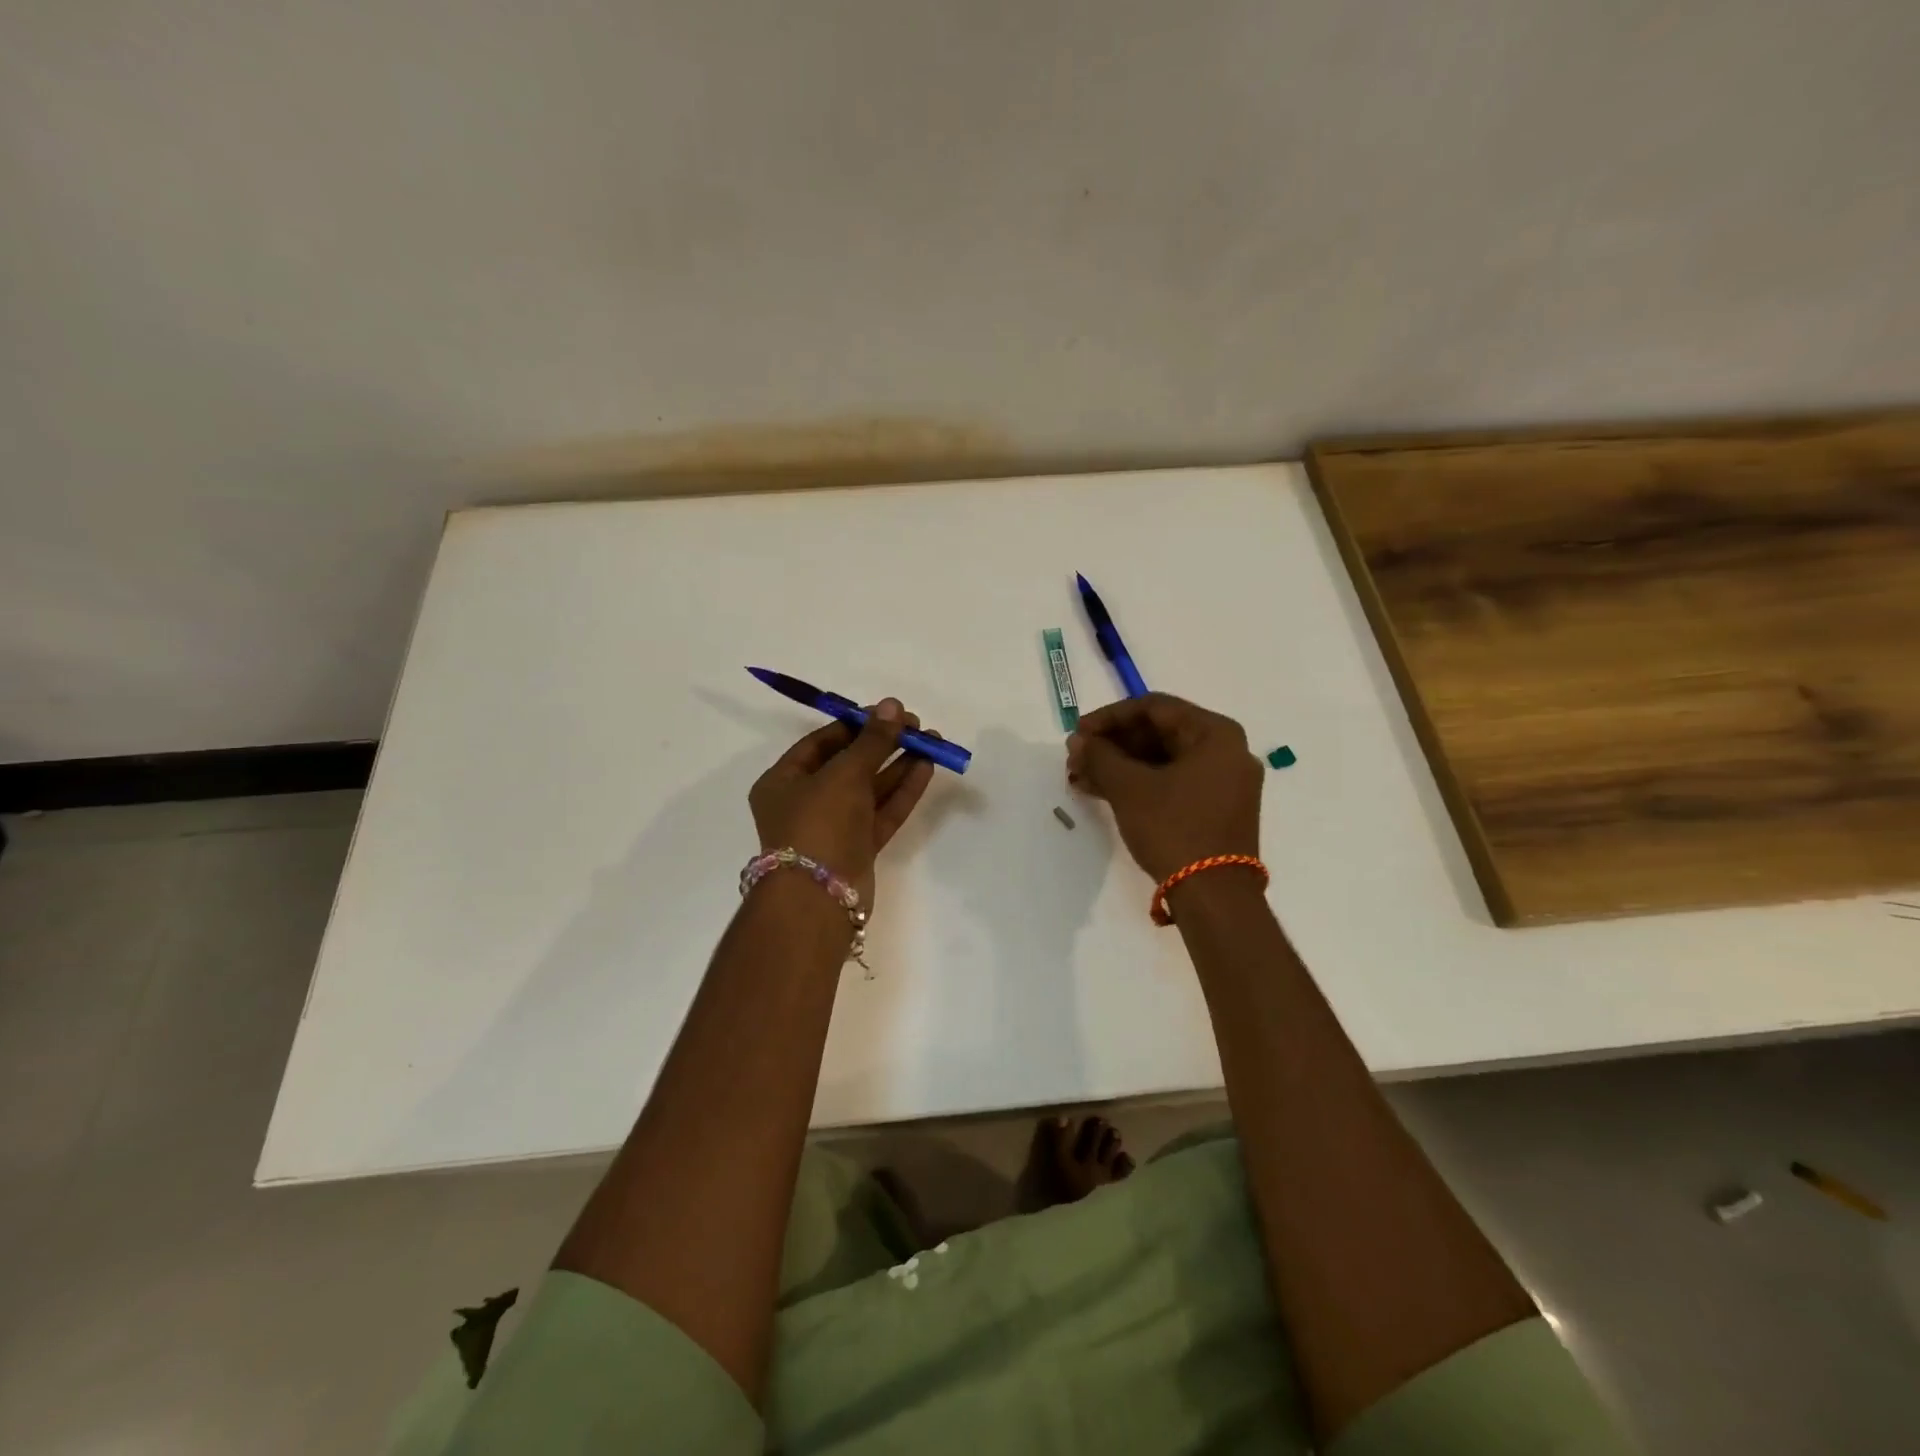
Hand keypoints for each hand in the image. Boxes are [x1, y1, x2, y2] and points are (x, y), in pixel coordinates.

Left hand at [748, 699, 936, 904]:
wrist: (819, 898)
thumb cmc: (819, 824)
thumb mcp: (844, 774)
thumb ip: (873, 740)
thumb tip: (893, 704)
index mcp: (784, 781)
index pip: (821, 743)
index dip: (856, 725)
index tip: (889, 713)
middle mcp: (805, 802)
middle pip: (849, 764)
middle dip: (883, 744)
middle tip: (917, 727)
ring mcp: (833, 827)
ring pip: (869, 789)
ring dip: (898, 765)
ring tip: (932, 743)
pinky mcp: (858, 848)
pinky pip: (881, 812)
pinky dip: (902, 791)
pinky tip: (927, 768)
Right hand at [1066, 694, 1263, 883]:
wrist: (1214, 897)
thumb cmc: (1174, 828)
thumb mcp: (1129, 788)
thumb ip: (1100, 756)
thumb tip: (1078, 741)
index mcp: (1216, 734)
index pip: (1155, 707)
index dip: (1110, 717)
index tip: (1078, 732)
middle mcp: (1226, 752)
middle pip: (1159, 734)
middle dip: (1112, 744)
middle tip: (1076, 757)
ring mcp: (1223, 783)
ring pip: (1162, 761)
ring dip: (1120, 766)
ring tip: (1080, 777)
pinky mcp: (1215, 810)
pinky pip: (1171, 783)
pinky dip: (1138, 785)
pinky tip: (1101, 792)